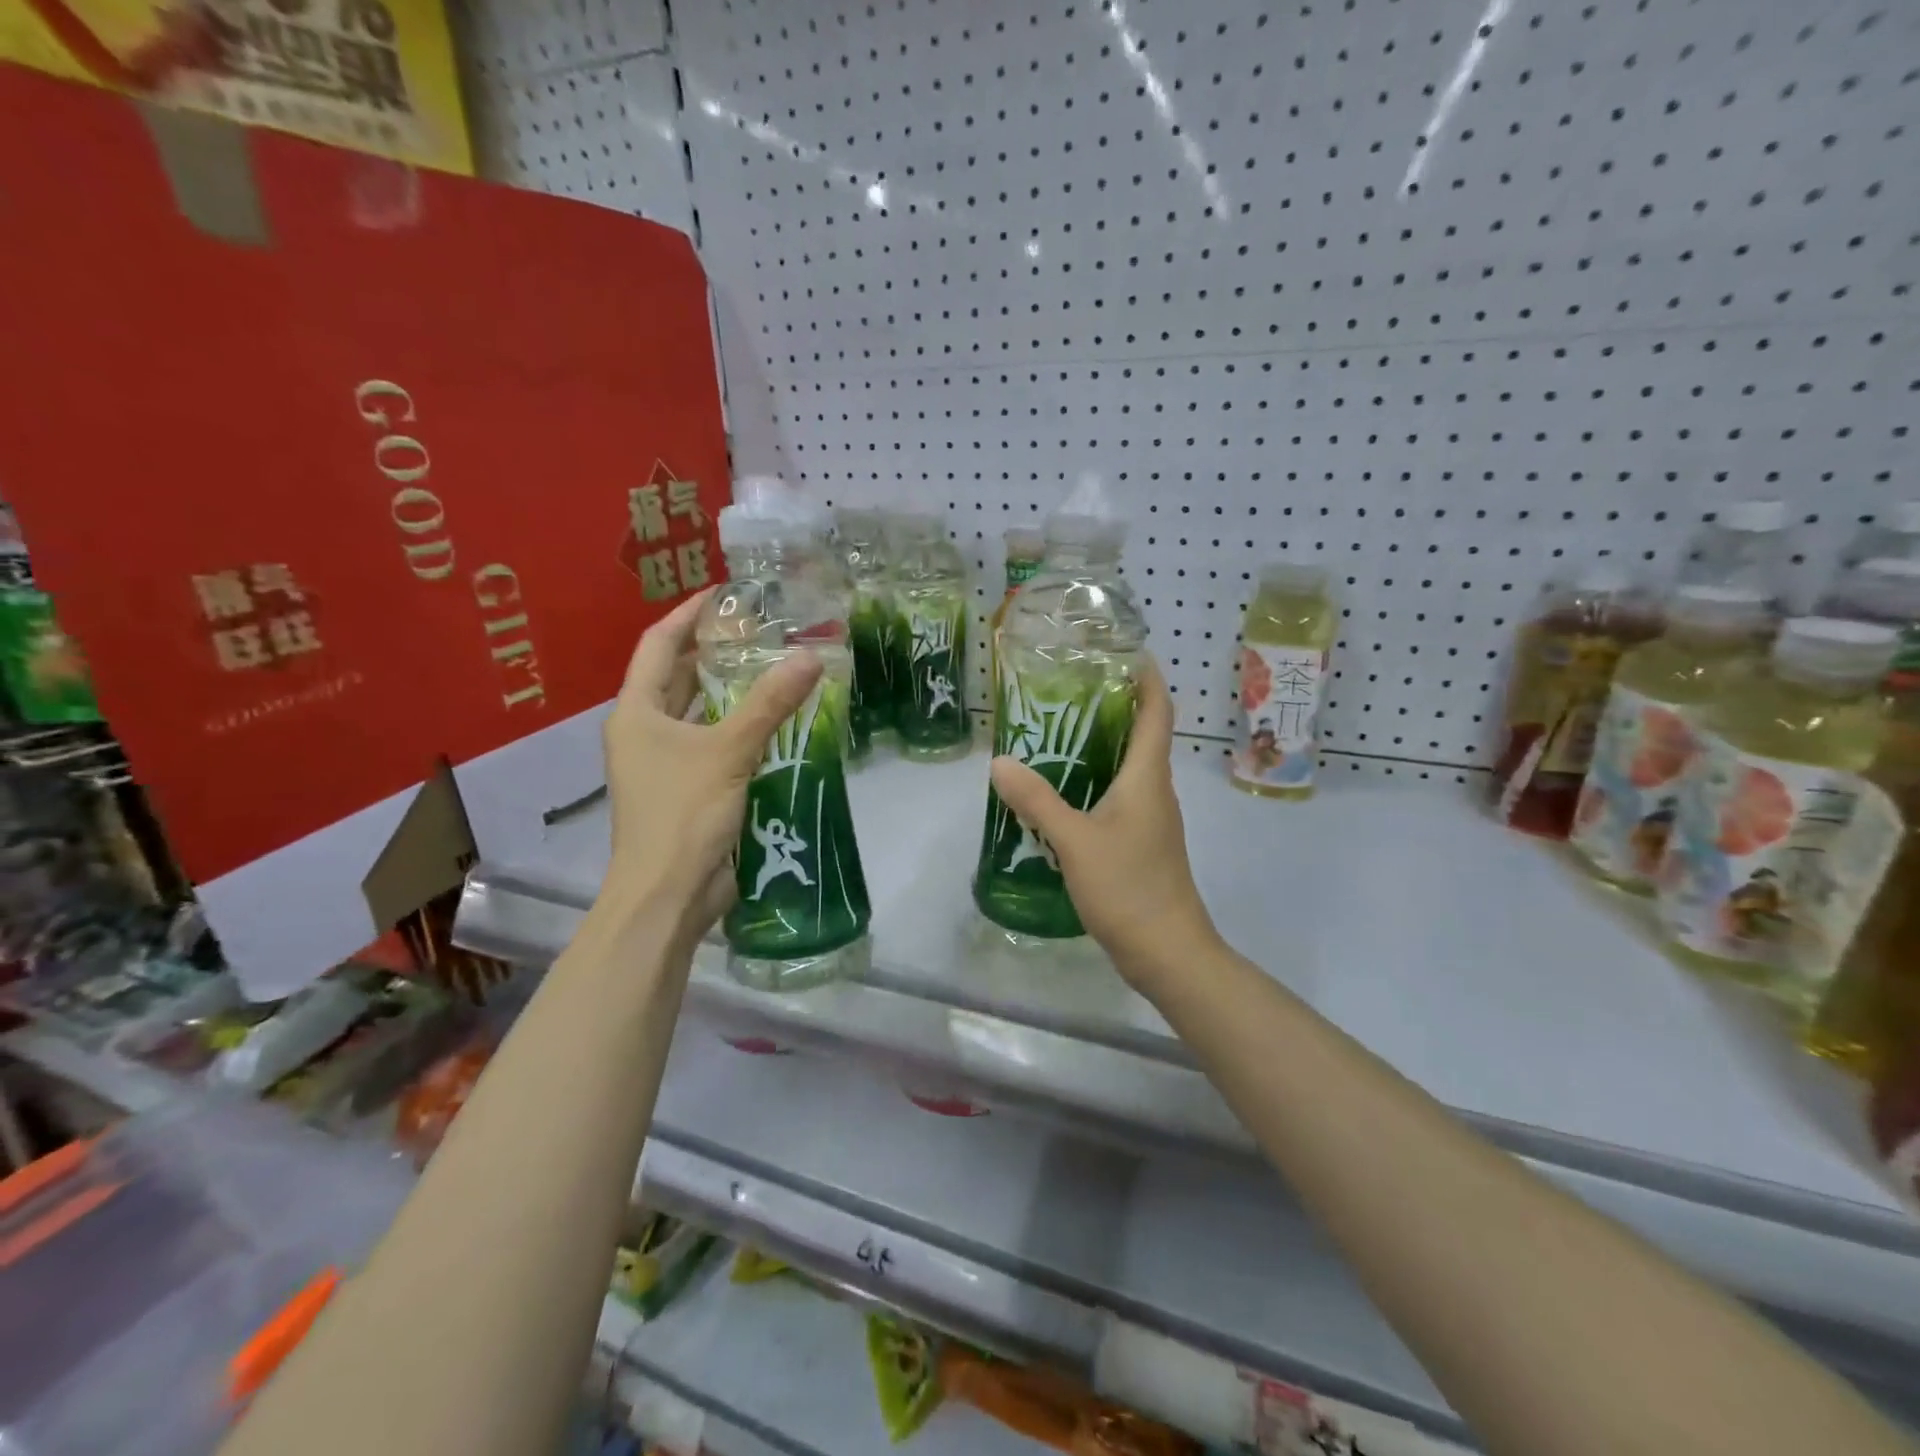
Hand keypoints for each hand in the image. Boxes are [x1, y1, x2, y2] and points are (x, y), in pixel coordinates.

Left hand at [600, 589, 821, 946]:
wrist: (668, 894)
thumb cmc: (683, 814)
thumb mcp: (728, 751)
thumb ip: (769, 703)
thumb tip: (811, 656)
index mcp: (637, 712)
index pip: (658, 645)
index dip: (689, 616)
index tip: (725, 594)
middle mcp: (646, 731)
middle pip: (678, 676)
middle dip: (715, 651)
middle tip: (762, 630)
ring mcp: (665, 763)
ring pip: (699, 713)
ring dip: (731, 692)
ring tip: (774, 666)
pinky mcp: (689, 789)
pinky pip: (716, 744)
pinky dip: (741, 728)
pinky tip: (777, 720)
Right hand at [987, 663, 1219, 986]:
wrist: (1167, 951)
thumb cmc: (1128, 887)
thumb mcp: (1074, 841)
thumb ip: (1037, 800)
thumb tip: (1000, 761)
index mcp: (1147, 777)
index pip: (1157, 712)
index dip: (1147, 678)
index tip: (1125, 652)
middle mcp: (1155, 790)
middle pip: (1142, 735)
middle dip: (1113, 707)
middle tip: (1067, 691)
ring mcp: (1152, 820)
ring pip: (1129, 768)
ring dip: (1102, 746)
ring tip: (1056, 736)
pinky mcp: (1142, 844)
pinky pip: (1120, 798)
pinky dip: (1096, 783)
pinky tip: (1063, 794)